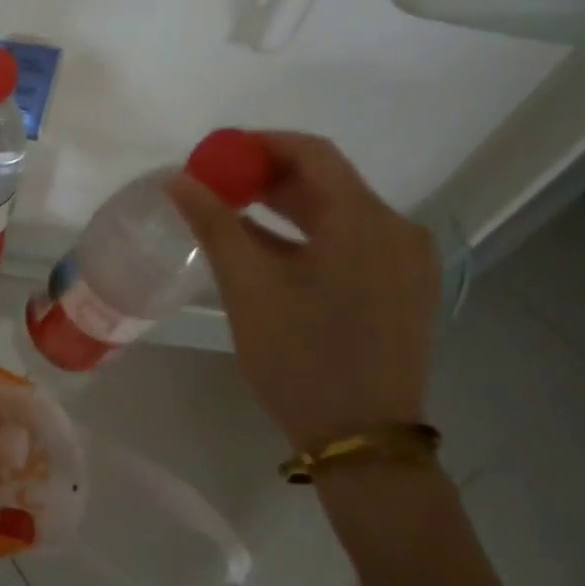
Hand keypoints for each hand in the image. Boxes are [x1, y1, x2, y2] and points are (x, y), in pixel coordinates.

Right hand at [168, 132, 439, 453]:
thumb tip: (178, 179)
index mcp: (365, 221)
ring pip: (340, 215)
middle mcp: (396, 230)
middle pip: (328, 182)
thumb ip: (214, 224)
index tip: (216, 155)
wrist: (362, 440)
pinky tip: (270, 252)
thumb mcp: (248, 288)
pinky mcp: (404, 289)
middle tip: (217, 186)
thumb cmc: (300, 358)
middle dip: (269, 178)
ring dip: (287, 209)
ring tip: (234, 215)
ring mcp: (406, 262)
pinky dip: (310, 238)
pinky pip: (352, 244)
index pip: (312, 153)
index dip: (260, 145)